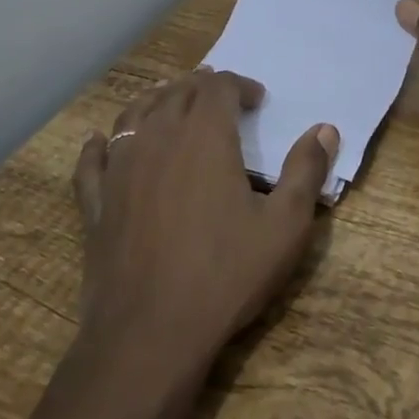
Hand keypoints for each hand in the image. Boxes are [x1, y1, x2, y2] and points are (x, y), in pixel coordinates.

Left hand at [70, 69, 336, 369]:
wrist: (150, 334)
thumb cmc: (226, 275)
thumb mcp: (285, 226)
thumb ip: (306, 171)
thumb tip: (325, 129)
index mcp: (204, 136)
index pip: (219, 87)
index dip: (240, 85)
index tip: (257, 100)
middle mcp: (158, 139)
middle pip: (177, 93)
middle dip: (201, 87)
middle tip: (219, 96)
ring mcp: (120, 170)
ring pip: (134, 116)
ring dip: (156, 101)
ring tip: (169, 101)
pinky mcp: (96, 204)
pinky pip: (93, 161)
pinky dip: (100, 145)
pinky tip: (101, 142)